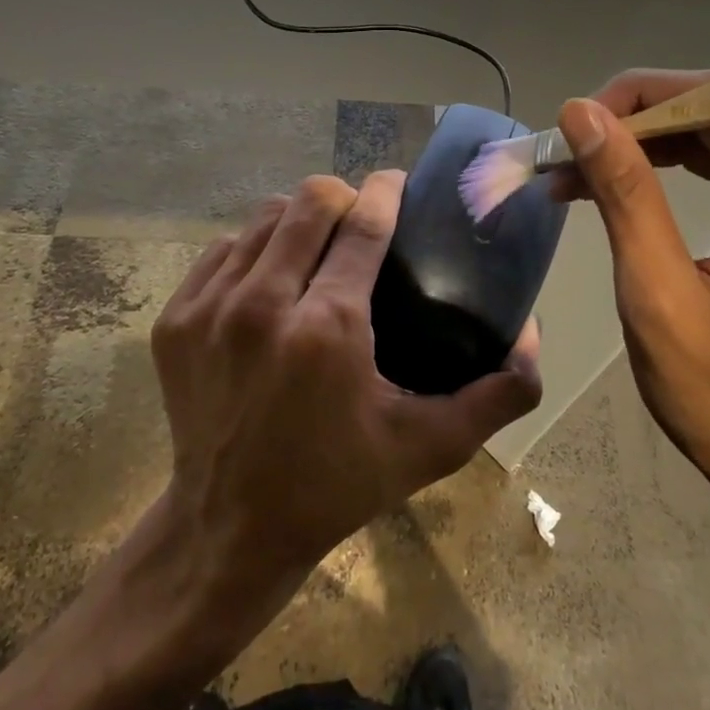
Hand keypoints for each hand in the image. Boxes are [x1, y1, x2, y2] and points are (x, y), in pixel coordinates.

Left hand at [151, 170, 540, 593]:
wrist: (231, 527)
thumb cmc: (336, 485)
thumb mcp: (429, 447)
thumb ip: (496, 396)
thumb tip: (534, 339)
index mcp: (327, 329)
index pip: (363, 224)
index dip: (386, 191)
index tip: (398, 182)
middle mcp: (262, 305)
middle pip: (309, 202)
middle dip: (343, 197)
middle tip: (362, 222)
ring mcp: (209, 309)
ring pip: (262, 218)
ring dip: (298, 220)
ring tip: (318, 246)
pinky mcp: (175, 320)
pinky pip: (222, 251)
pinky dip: (254, 250)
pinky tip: (272, 277)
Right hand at [555, 71, 709, 552]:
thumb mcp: (659, 301)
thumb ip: (627, 198)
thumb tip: (583, 114)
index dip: (642, 100)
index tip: (573, 120)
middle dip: (638, 125)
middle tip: (566, 150)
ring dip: (651, 147)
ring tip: (579, 171)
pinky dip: (680, 171)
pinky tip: (628, 184)